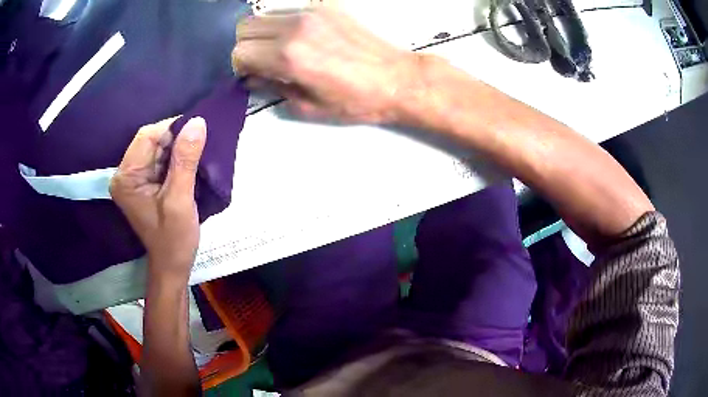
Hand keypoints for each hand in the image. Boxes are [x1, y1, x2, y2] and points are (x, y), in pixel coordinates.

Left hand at [110, 117, 206, 282]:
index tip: (198, 131)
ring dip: (179, 147)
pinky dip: (177, 157)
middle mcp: (125, 173)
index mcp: (126, 178)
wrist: (173, 264)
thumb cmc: (174, 239)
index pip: (146, 137)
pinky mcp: (144, 182)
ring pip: (158, 147)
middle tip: (201, 144)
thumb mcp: (180, 200)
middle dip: (176, 138)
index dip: (172, 128)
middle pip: (151, 140)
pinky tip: (191, 162)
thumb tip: (198, 122)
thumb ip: (185, 161)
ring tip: (199, 153)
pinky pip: (161, 159)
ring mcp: (134, 178)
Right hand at [232, 7, 420, 123]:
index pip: (239, 52)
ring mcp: (311, 12)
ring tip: (278, 49)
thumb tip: (251, 78)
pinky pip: (288, 10)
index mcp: (288, 55)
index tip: (249, 74)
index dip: (239, 66)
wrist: (396, 79)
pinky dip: (282, 23)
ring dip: (262, 33)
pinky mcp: (325, 6)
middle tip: (259, 62)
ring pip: (263, 15)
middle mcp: (294, 27)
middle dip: (245, 47)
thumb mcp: (307, 105)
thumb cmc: (355, 100)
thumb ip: (272, 87)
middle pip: (244, 27)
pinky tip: (298, 37)